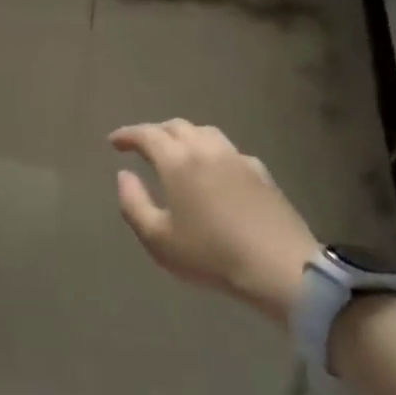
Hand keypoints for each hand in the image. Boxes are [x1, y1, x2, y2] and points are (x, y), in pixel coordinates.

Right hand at [110, 120, 320, 322]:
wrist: (281, 268)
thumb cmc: (211, 255)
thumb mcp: (158, 239)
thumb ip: (133, 203)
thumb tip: (124, 175)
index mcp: (178, 161)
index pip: (147, 134)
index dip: (127, 135)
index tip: (114, 142)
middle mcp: (206, 149)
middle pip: (176, 126)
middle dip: (154, 132)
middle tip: (142, 147)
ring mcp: (237, 158)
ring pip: (204, 132)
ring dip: (184, 136)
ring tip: (176, 152)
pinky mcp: (261, 172)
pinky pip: (227, 150)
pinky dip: (210, 151)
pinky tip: (213, 170)